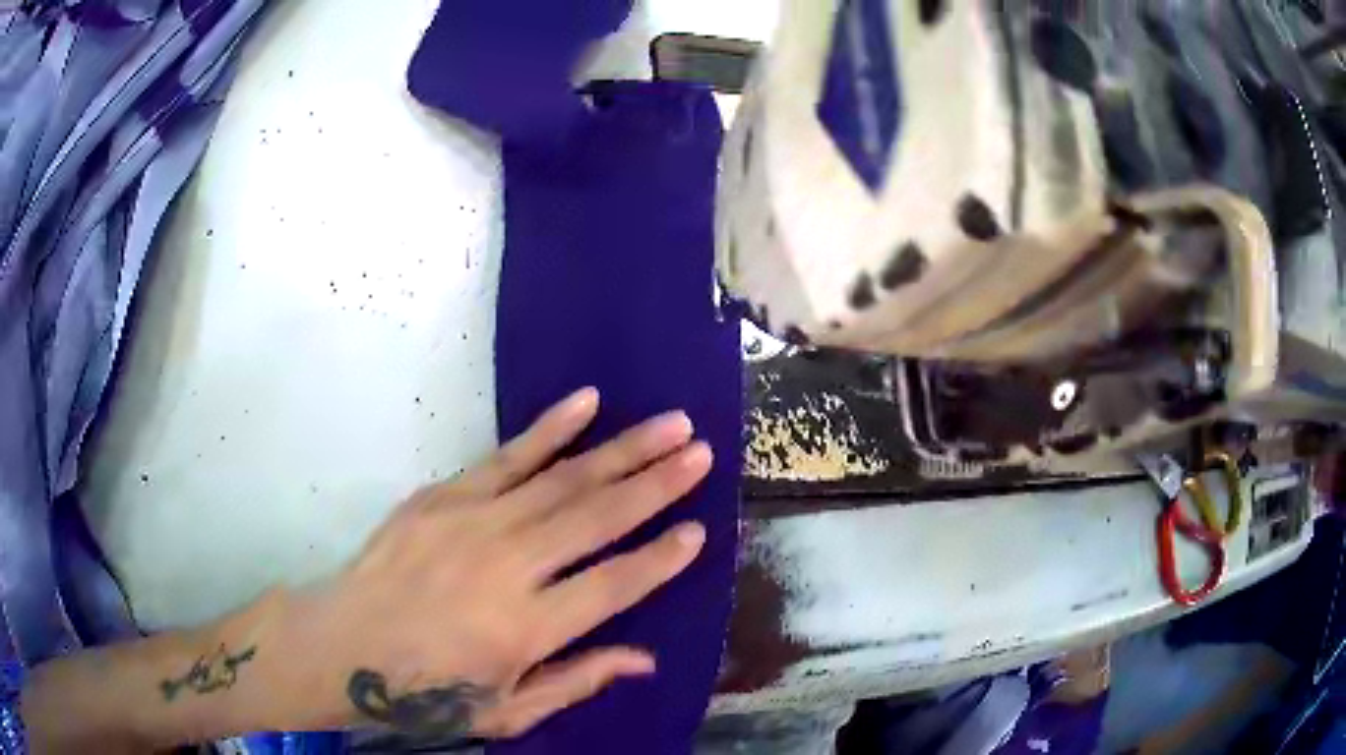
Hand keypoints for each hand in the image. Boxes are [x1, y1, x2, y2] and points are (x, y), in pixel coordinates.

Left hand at [276, 387, 710, 738]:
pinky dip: (550, 429)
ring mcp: (473, 523)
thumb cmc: (427, 691)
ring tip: (670, 424)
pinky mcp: (443, 496)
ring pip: (562, 479)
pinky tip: (587, 403)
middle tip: (701, 452)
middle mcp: (508, 567)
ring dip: (621, 449)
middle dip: (657, 483)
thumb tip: (644, 659)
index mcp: (527, 629)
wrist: (344, 646)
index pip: (614, 586)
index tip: (700, 530)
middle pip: (596, 518)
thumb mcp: (506, 711)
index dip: (662, 559)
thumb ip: (576, 681)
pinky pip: (507, 456)